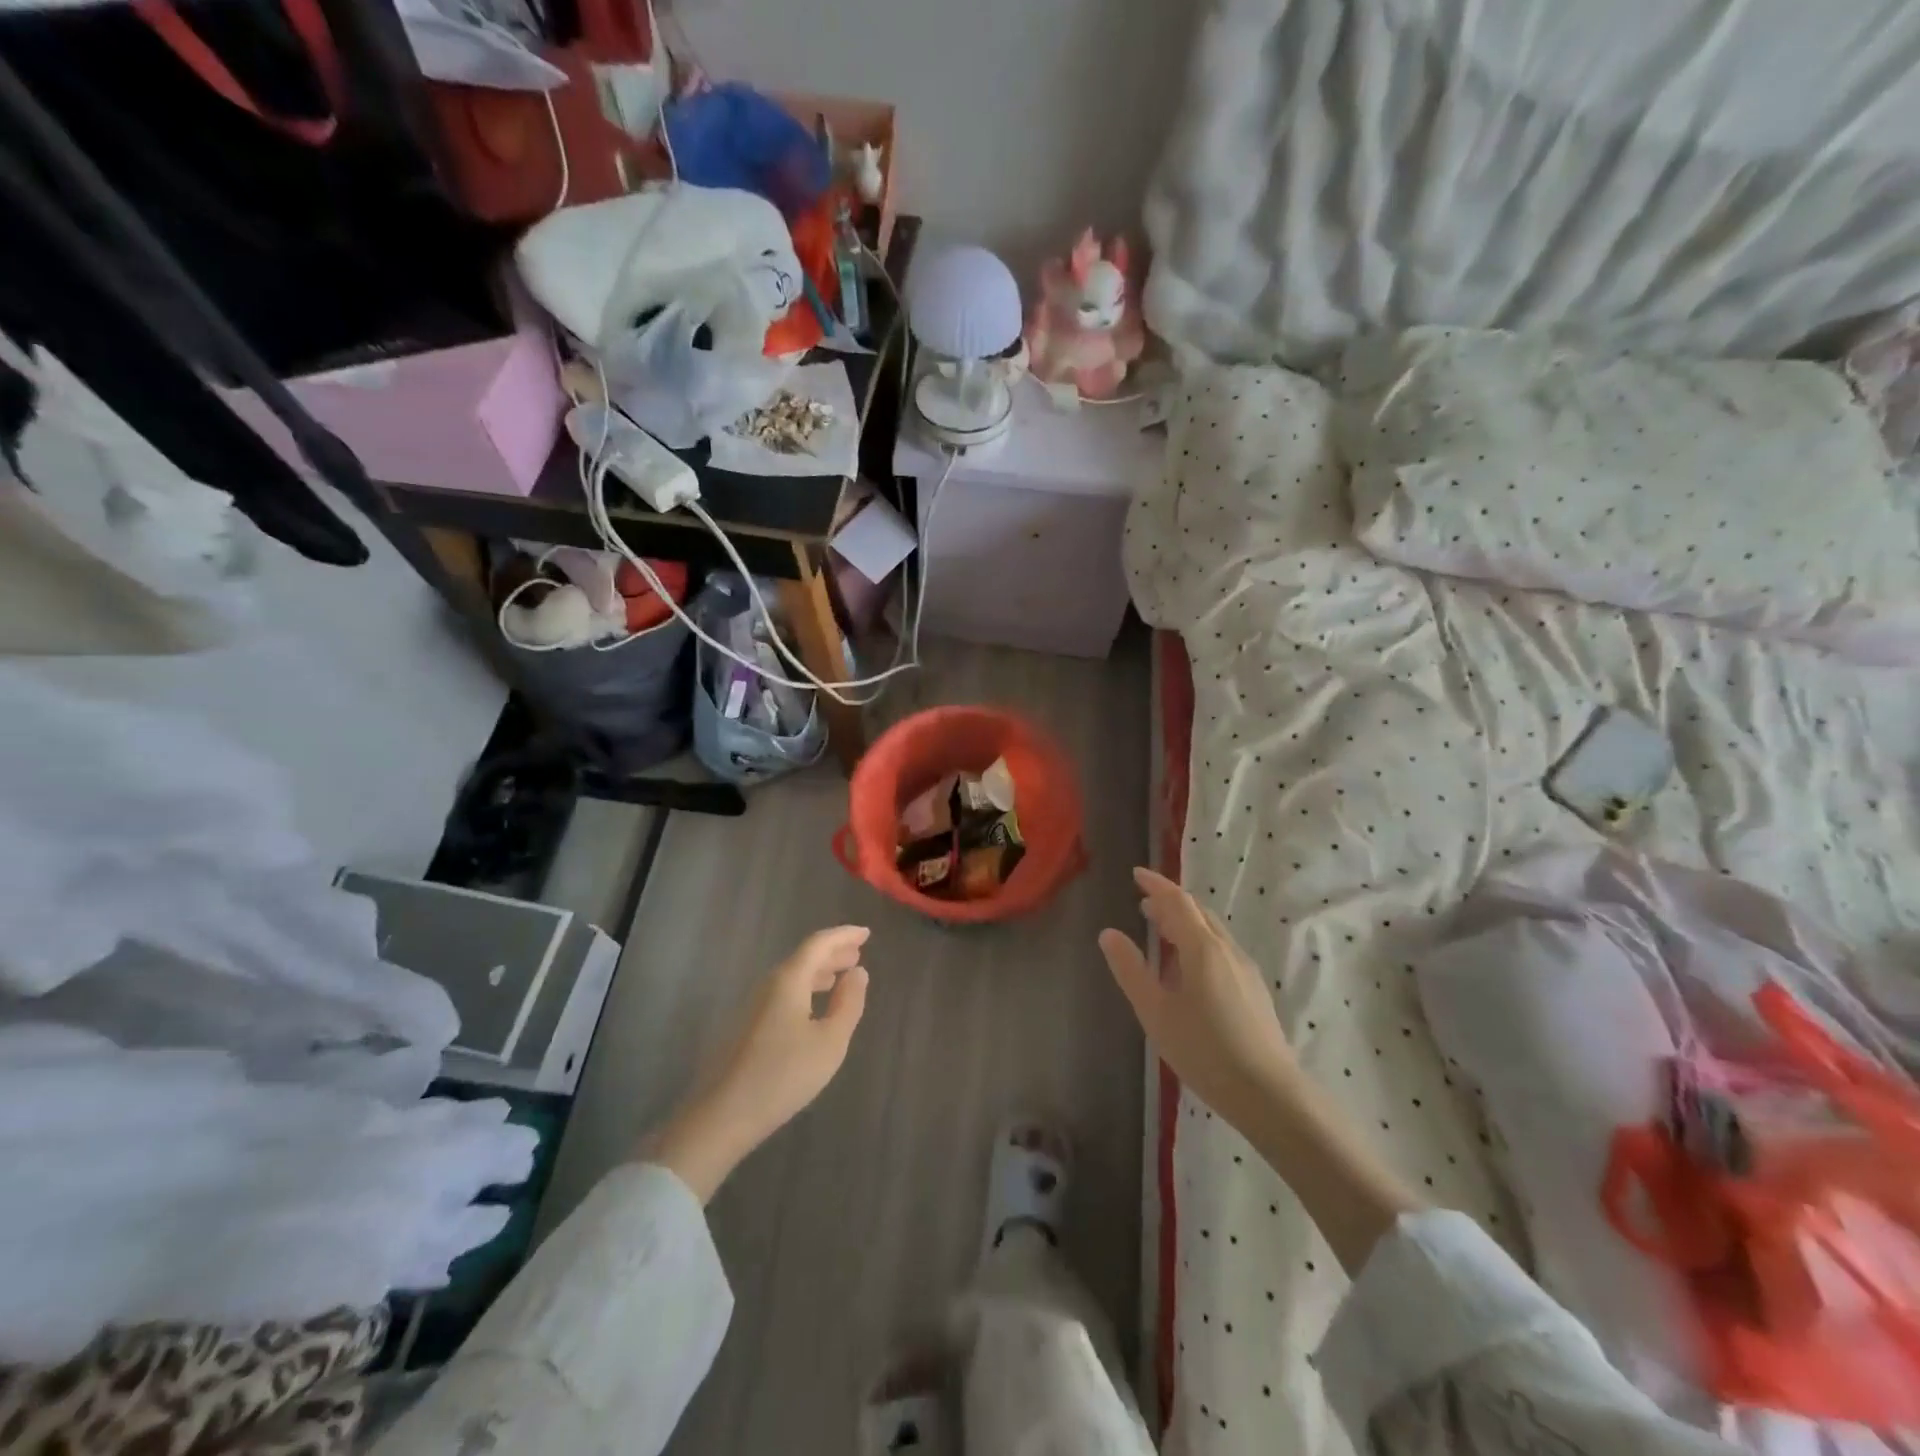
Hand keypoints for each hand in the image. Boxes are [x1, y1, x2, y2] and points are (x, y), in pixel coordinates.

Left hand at [650, 926, 870, 1200]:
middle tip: (857, 954)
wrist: (722, 1115)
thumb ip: (848, 1003)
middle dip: (832, 953)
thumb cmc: (783, 1075)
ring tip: (841, 977)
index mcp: (789, 980)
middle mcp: (769, 985)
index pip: (818, 943)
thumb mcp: (830, 1041)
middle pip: (804, 957)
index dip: (844, 935)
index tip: (866, 933)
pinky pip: (784, 993)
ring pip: (792, 976)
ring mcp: (754, 1006)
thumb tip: (858, 972)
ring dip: (819, 972)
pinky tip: (814, 1007)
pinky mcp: (748, 1027)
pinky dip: (806, 989)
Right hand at [1100, 870, 1419, 1271]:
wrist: (1268, 1093)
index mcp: (1202, 948)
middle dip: (1170, 902)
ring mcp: (1244, 969)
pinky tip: (1189, 969)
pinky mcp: (1253, 989)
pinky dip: (1199, 942)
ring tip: (1162, 932)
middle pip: (1198, 912)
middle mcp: (1226, 950)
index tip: (1136, 874)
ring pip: (1212, 932)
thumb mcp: (1156, 1012)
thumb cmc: (1204, 1050)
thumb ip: (1131, 970)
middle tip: (1144, 904)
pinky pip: (1221, 950)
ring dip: (1185, 923)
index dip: (1156, 884)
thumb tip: (1109, 933)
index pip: (1177, 901)